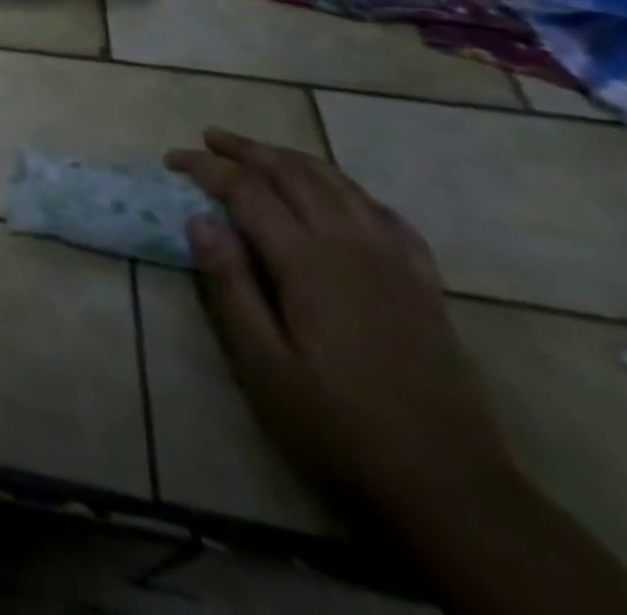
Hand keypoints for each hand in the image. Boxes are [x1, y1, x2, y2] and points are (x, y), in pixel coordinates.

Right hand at [164, 130, 514, 516]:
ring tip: (262, 152)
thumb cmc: (340, 426)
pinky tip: (340, 196)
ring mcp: (395, 261)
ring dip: (294, 159)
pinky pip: (385, 214)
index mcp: (309, 261)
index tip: (173, 158)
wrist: (453, 488)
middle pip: (294, 173)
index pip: (247, 191)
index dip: (207, 167)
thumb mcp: (264, 366)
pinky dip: (350, 190)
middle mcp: (352, 245)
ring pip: (339, 184)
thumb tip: (199, 220)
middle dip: (247, 149)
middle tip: (209, 138)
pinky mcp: (424, 283)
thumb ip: (230, 287)